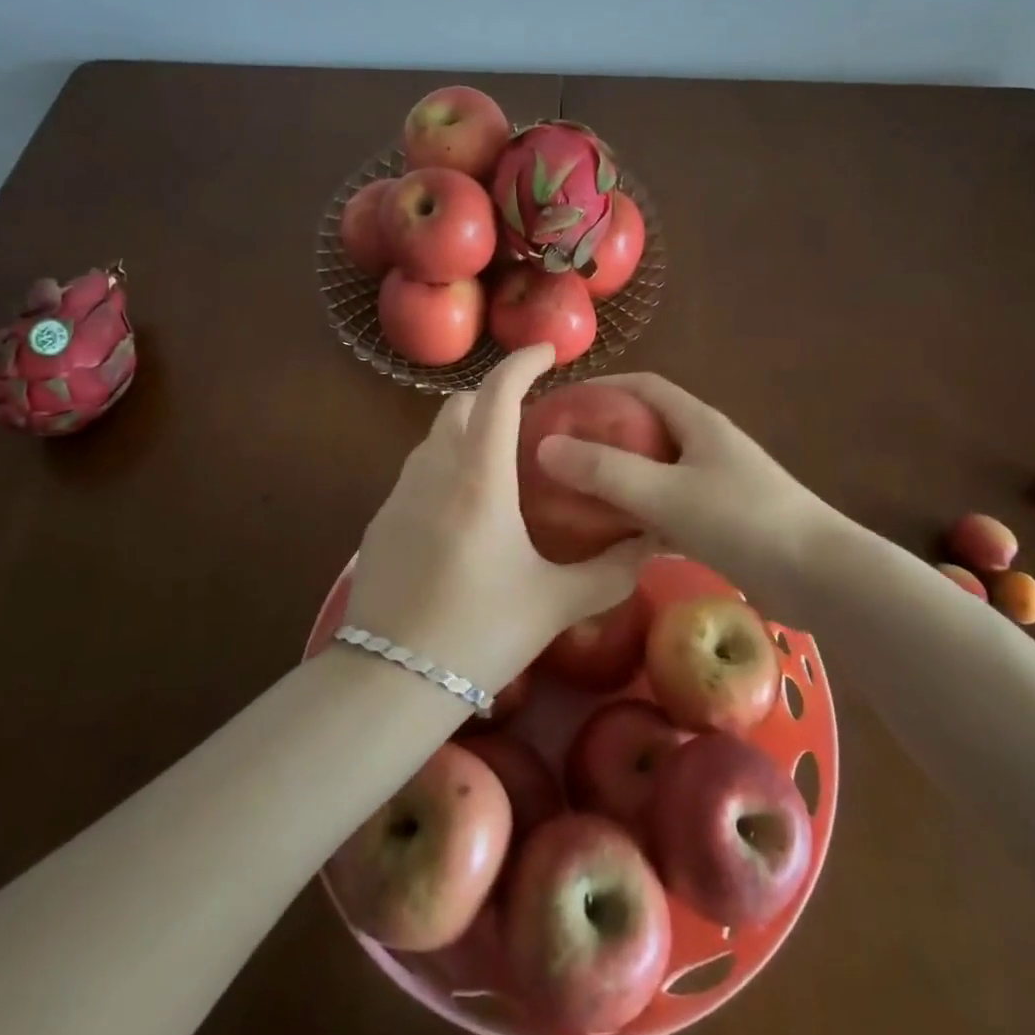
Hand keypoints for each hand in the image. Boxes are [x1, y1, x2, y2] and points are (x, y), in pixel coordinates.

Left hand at [344, 346, 656, 701]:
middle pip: (459, 406)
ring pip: (434, 438)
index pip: (498, 395)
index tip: (548, 353)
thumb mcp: (555, 603)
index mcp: (479, 480)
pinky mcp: (381, 521)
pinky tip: (463, 513)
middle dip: (493, 398)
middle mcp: (434, 472)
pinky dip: (445, 468)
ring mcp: (399, 494)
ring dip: (467, 434)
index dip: (522, 363)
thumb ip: (611, 571)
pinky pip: (417, 472)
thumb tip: (653, 545)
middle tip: (529, 424)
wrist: (390, 682)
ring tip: (500, 467)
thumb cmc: (480, 634)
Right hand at [534, 373, 839, 582]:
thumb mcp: (666, 494)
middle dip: (603, 434)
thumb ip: (606, 471)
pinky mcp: (722, 522)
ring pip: (656, 471)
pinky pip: (669, 507)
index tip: (561, 402)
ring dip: (620, 477)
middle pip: (647, 428)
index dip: (602, 387)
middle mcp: (706, 445)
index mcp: (698, 423)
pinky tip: (614, 538)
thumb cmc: (744, 521)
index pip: (643, 386)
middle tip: (559, 453)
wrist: (822, 579)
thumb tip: (545, 446)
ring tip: (575, 493)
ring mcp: (717, 484)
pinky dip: (641, 514)